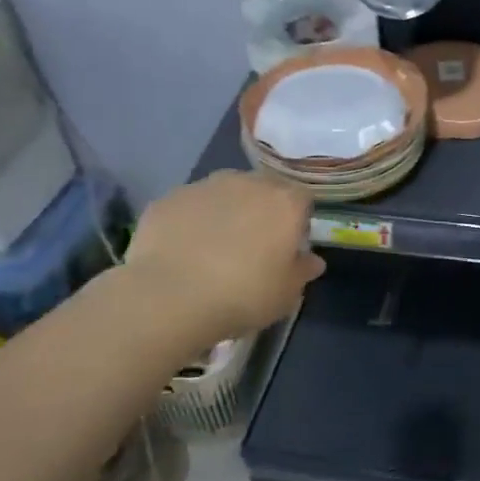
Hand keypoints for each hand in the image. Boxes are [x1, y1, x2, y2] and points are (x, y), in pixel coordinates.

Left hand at [123, 172, 325, 340]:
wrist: (169, 297)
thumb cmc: (242, 295)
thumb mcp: (286, 294)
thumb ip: (302, 271)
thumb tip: (311, 260)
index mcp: (285, 203)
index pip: (302, 200)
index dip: (297, 222)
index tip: (288, 247)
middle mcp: (248, 183)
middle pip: (263, 189)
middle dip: (261, 210)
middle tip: (252, 246)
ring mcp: (204, 187)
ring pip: (224, 193)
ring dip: (226, 211)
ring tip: (213, 248)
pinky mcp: (168, 199)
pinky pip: (189, 206)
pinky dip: (191, 221)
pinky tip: (182, 251)